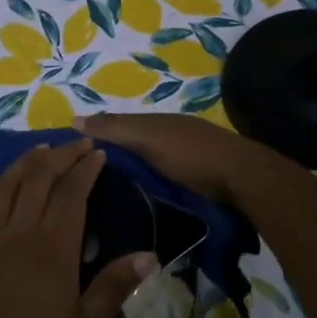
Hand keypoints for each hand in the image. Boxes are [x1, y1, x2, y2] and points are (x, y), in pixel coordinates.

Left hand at [0, 139, 153, 317]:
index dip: (86, 169)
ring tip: (43, 151)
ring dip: (27, 162)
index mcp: (52, 247)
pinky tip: (0, 187)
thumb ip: (112, 287)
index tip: (99, 154)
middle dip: (60, 155)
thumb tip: (148, 255)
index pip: (71, 193)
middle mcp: (18, 231)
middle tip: (78, 145)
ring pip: (7, 185)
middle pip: (39, 178)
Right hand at [79, 111, 276, 206]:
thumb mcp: (148, 138)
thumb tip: (75, 119)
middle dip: (114, 157)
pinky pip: (165, 179)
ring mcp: (188, 158)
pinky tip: (141, 198)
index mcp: (158, 122)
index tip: (72, 157)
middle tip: (86, 181)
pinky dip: (151, 184)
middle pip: (135, 145)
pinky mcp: (200, 181)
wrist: (244, 180)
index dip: (96, 137)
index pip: (118, 126)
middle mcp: (172, 135)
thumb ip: (114, 129)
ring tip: (108, 195)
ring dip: (133, 173)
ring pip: (150, 163)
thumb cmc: (191, 155)